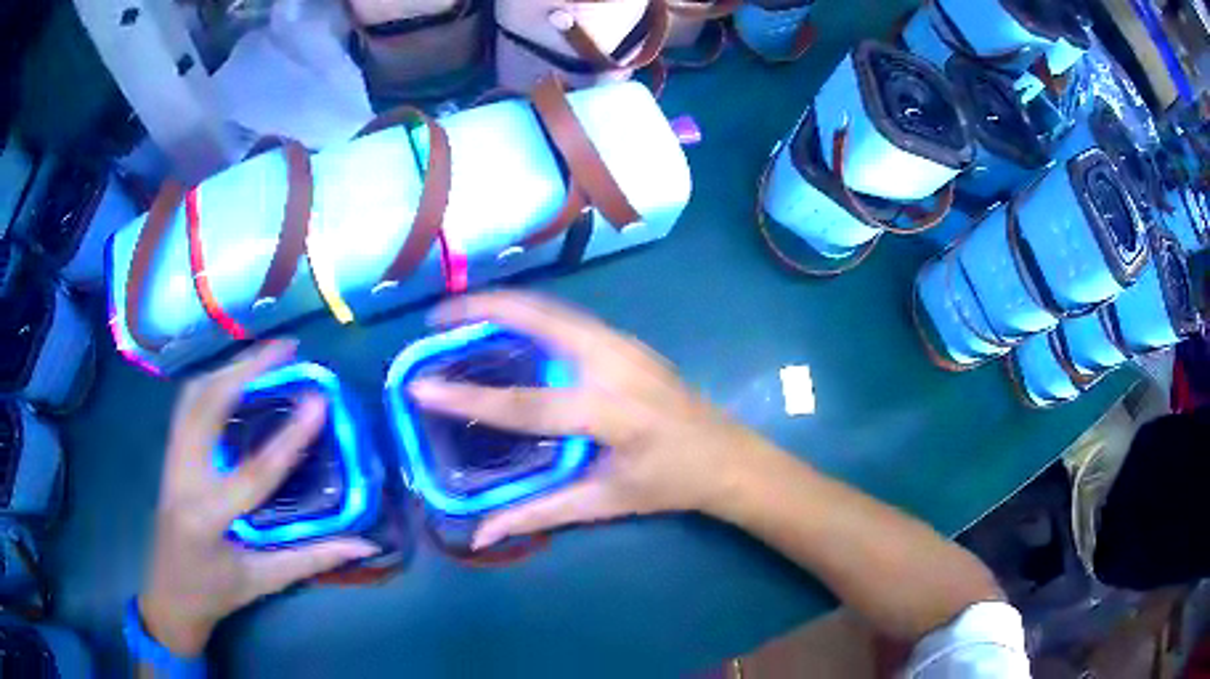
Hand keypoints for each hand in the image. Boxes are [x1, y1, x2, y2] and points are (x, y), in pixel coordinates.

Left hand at [139, 341, 378, 656]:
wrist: (168, 595)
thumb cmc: (215, 593)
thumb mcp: (262, 582)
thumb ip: (311, 559)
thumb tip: (363, 543)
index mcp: (207, 518)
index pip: (253, 472)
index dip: (289, 437)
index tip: (318, 401)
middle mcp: (182, 478)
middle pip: (207, 405)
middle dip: (245, 369)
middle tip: (287, 350)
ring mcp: (170, 460)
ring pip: (192, 396)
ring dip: (228, 369)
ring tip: (264, 358)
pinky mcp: (169, 455)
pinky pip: (187, 405)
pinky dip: (212, 383)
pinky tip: (233, 380)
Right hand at [408, 292, 775, 549]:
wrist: (728, 455)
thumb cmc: (668, 484)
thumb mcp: (604, 502)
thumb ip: (537, 512)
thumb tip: (480, 534)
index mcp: (612, 414)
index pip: (526, 405)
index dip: (468, 399)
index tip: (420, 387)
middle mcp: (616, 365)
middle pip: (539, 319)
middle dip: (482, 309)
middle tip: (436, 320)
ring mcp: (625, 343)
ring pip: (552, 307)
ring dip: (503, 304)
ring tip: (459, 315)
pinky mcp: (627, 339)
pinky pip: (566, 315)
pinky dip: (527, 312)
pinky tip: (506, 325)